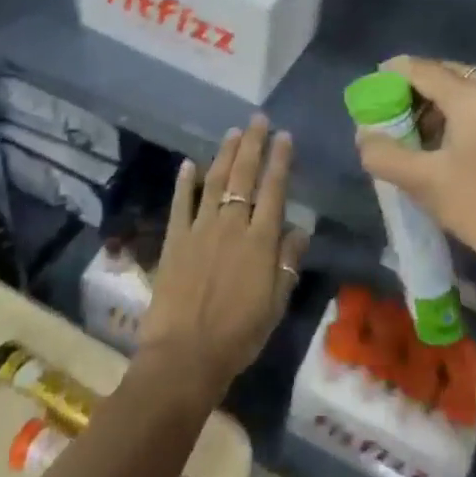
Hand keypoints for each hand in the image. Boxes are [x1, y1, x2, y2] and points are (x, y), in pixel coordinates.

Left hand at [137, 116, 308, 404]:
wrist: (185, 356)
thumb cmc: (238, 335)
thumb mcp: (275, 304)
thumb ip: (287, 262)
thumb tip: (300, 228)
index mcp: (260, 241)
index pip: (274, 190)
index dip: (280, 160)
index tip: (284, 136)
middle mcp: (231, 225)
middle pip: (244, 176)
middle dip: (253, 145)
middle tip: (258, 120)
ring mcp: (200, 229)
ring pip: (215, 182)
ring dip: (224, 154)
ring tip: (233, 132)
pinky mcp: (175, 239)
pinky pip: (181, 204)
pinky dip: (185, 182)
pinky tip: (189, 163)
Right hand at [355, 56, 475, 296]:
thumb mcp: (425, 184)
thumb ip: (384, 154)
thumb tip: (365, 135)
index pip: (422, 69)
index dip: (392, 75)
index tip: (373, 90)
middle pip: (449, 74)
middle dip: (418, 92)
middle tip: (397, 119)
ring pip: (472, 89)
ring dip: (444, 105)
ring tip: (425, 138)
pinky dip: (469, 114)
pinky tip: (459, 146)